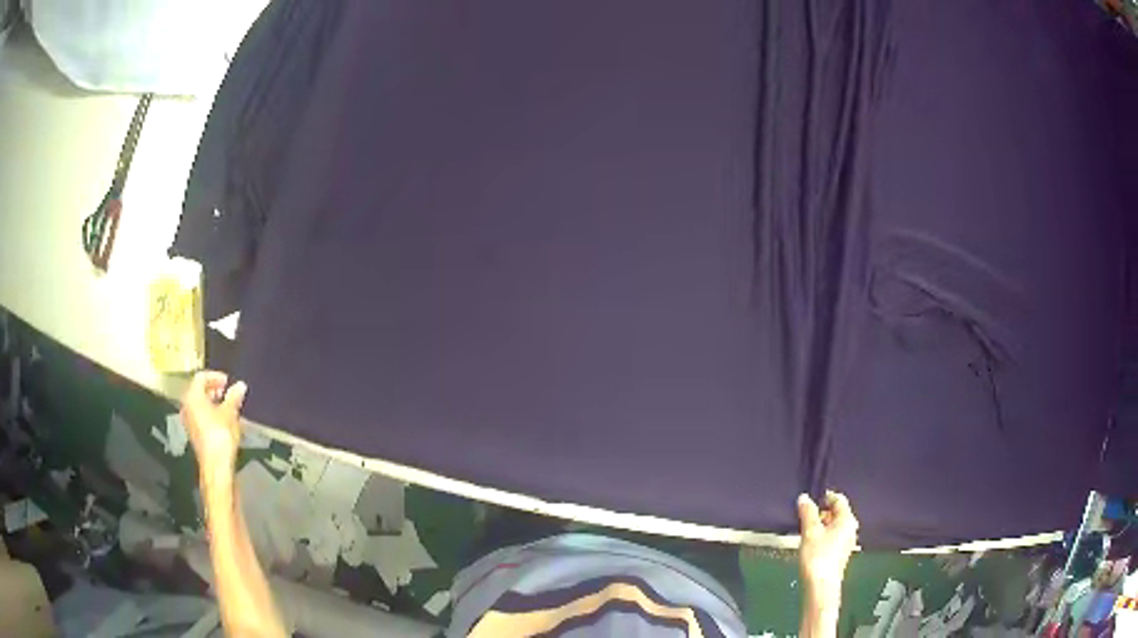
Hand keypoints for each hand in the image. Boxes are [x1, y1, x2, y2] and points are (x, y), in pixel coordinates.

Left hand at [181, 371, 247, 475]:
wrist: (216, 464)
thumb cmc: (221, 435)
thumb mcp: (230, 413)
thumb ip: (234, 397)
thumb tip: (240, 385)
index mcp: (193, 396)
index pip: (201, 377)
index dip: (215, 377)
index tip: (228, 382)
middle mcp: (187, 406)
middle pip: (198, 390)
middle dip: (214, 389)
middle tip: (228, 392)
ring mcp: (189, 420)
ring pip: (199, 404)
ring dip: (213, 402)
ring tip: (228, 406)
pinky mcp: (194, 433)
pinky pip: (200, 415)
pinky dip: (210, 413)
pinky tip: (223, 420)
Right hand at [797, 491, 858, 614]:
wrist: (820, 586)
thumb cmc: (817, 556)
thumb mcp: (810, 532)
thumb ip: (808, 512)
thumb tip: (804, 497)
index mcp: (847, 520)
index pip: (839, 499)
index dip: (824, 497)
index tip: (809, 502)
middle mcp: (850, 529)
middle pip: (837, 513)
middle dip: (821, 512)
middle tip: (804, 517)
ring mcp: (846, 542)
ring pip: (834, 526)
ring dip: (820, 525)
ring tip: (805, 531)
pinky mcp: (840, 553)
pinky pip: (832, 537)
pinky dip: (822, 536)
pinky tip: (810, 544)